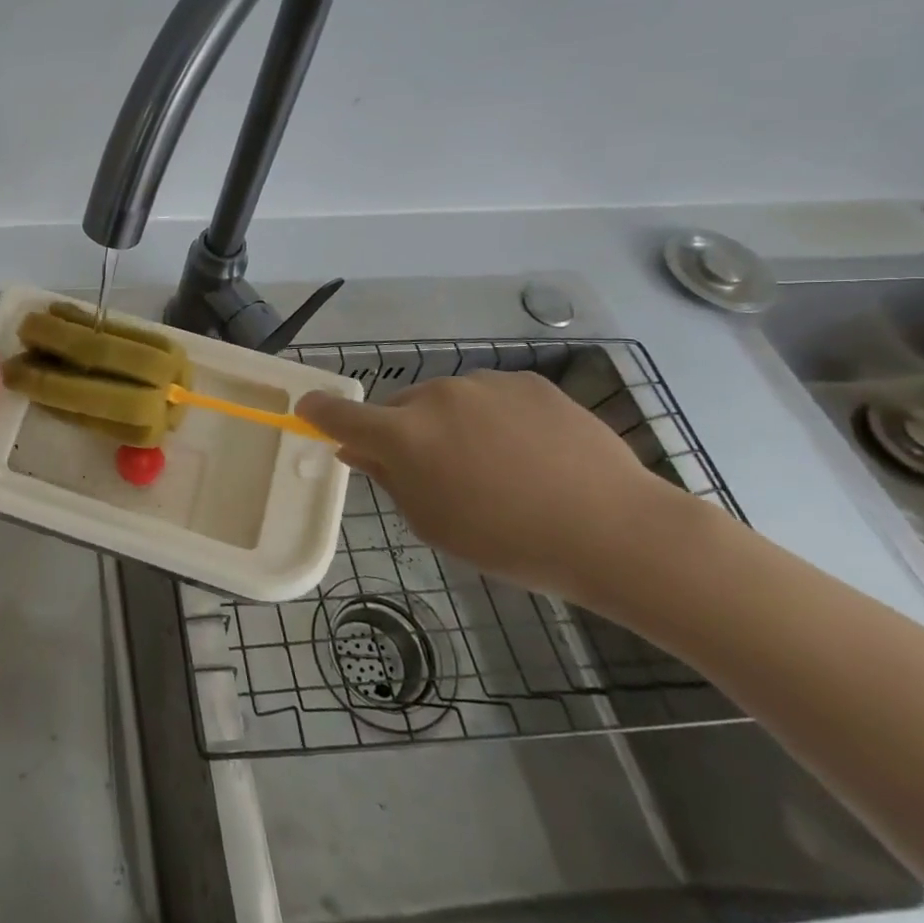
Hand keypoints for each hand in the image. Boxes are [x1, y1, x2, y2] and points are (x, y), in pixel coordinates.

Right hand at [296, 371, 697, 603]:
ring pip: (447, 400)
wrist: (615, 530)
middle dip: (406, 432)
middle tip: (440, 472)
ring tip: (498, 466)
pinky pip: (491, 396)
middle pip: (400, 407)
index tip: (308, 411)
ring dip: (452, 424)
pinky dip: (494, 417)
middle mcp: (435, 396)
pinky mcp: (526, 381)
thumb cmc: (510, 541)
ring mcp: (483, 383)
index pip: (339, 414)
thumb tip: (358, 450)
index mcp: (404, 435)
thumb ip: (388, 479)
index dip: (318, 411)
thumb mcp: (434, 523)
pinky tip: (531, 452)